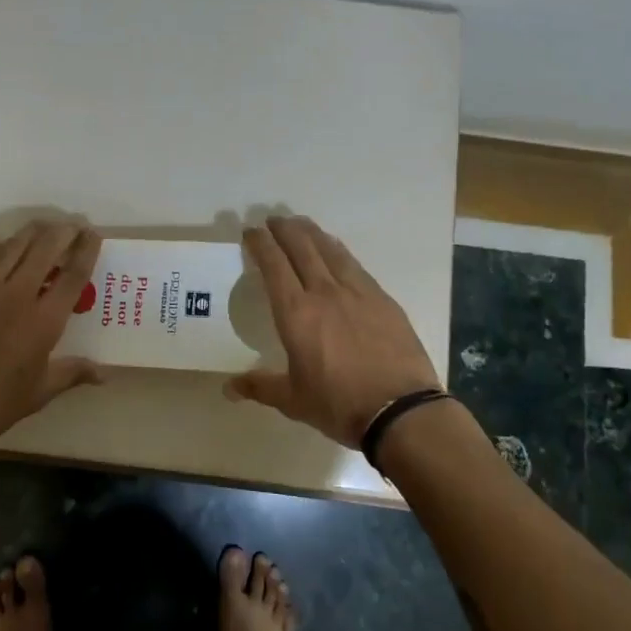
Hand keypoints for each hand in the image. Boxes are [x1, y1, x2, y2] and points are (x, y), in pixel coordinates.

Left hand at [0, 220, 102, 455]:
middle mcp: (16, 295)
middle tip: (73, 227)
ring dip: (32, 233)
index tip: (94, 234)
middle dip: (63, 232)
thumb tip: (103, 373)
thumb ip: (71, 374)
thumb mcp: (37, 395)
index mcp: (43, 321)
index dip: (87, 249)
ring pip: (13, 246)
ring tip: (43, 228)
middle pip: (46, 248)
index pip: (73, 274)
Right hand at [226, 215, 439, 448]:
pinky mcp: (382, 298)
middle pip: (302, 247)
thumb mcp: (293, 400)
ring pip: (330, 249)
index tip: (251, 232)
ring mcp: (357, 292)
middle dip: (284, 229)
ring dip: (312, 233)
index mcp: (296, 313)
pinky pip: (355, 265)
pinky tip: (337, 251)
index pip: (273, 265)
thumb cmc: (339, 405)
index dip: (260, 244)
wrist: (401, 410)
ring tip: (301, 224)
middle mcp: (324, 292)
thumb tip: (228, 388)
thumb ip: (260, 386)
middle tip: (273, 220)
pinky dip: (339, 251)